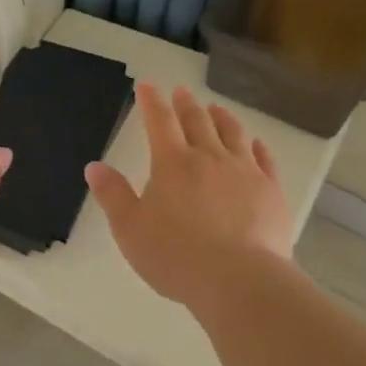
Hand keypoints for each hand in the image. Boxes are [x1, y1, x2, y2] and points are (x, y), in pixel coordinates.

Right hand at [86, 84, 292, 309]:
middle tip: (182, 91)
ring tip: (216, 108)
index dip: (151, 101)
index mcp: (172, 163)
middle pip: (197, 121)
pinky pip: (265, 159)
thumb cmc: (175, 256)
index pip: (159, 122)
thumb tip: (94, 166)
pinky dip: (257, 146)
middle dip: (186, 104)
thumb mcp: (130, 229)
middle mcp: (210, 158)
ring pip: (233, 134)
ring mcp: (245, 172)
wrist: (238, 279)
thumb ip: (112, 195)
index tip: (147, 85)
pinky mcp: (271, 191)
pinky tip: (256, 143)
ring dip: (222, 117)